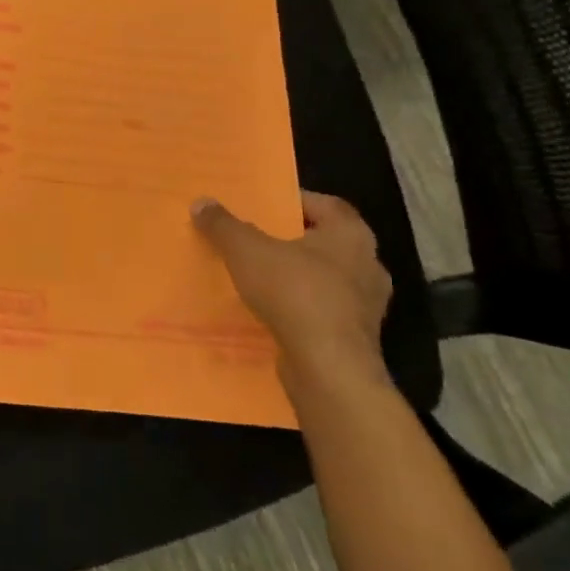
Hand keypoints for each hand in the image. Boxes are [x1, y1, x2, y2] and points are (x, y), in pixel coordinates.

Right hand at [191, 191, 391, 390]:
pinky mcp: (358, 338)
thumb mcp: (246, 250)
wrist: (329, 370)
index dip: (298, 201)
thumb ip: (224, 225)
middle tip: (262, 237)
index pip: (327, 205)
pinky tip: (275, 311)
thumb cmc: (294, 294)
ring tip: (264, 276)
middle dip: (297, 240)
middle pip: (329, 242)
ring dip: (301, 276)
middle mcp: (368, 265)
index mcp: (351, 235)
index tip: (269, 204)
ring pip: (329, 279)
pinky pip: (326, 311)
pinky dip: (304, 307)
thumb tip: (201, 202)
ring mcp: (367, 306)